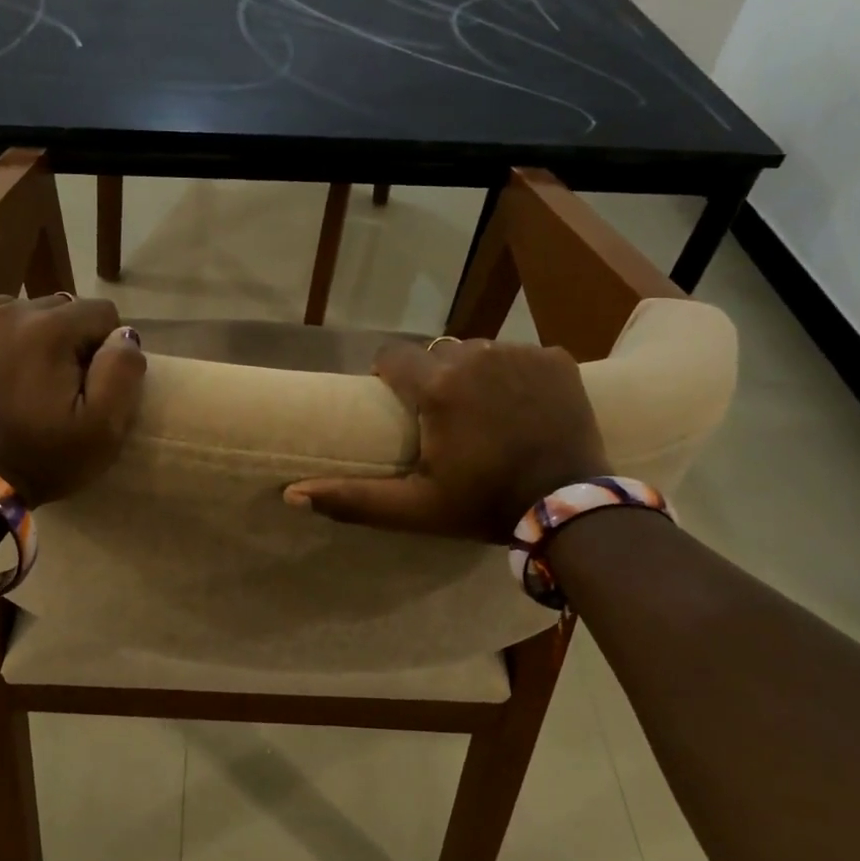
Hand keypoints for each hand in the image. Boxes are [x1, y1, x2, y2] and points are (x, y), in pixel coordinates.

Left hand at [0, 294, 145, 506]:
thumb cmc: (46, 457)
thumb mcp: (104, 426)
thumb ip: (123, 370)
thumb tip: (123, 335)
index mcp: (52, 329)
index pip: (102, 312)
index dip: (108, 347)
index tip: (95, 382)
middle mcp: (12, 313)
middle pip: (64, 308)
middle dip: (74, 339)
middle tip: (66, 386)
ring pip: (26, 309)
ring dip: (40, 334)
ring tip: (33, 378)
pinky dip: (1, 328)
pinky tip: (4, 355)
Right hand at [284, 338, 607, 540]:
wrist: (568, 508)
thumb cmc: (483, 506)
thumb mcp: (414, 508)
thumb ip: (352, 498)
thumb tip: (290, 494)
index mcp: (437, 387)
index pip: (392, 357)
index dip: (390, 379)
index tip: (402, 407)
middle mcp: (475, 356)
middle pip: (437, 354)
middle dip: (435, 380)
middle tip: (448, 422)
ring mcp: (520, 353)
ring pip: (479, 351)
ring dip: (475, 374)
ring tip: (487, 414)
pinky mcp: (556, 358)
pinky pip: (520, 355)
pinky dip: (517, 375)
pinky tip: (524, 408)